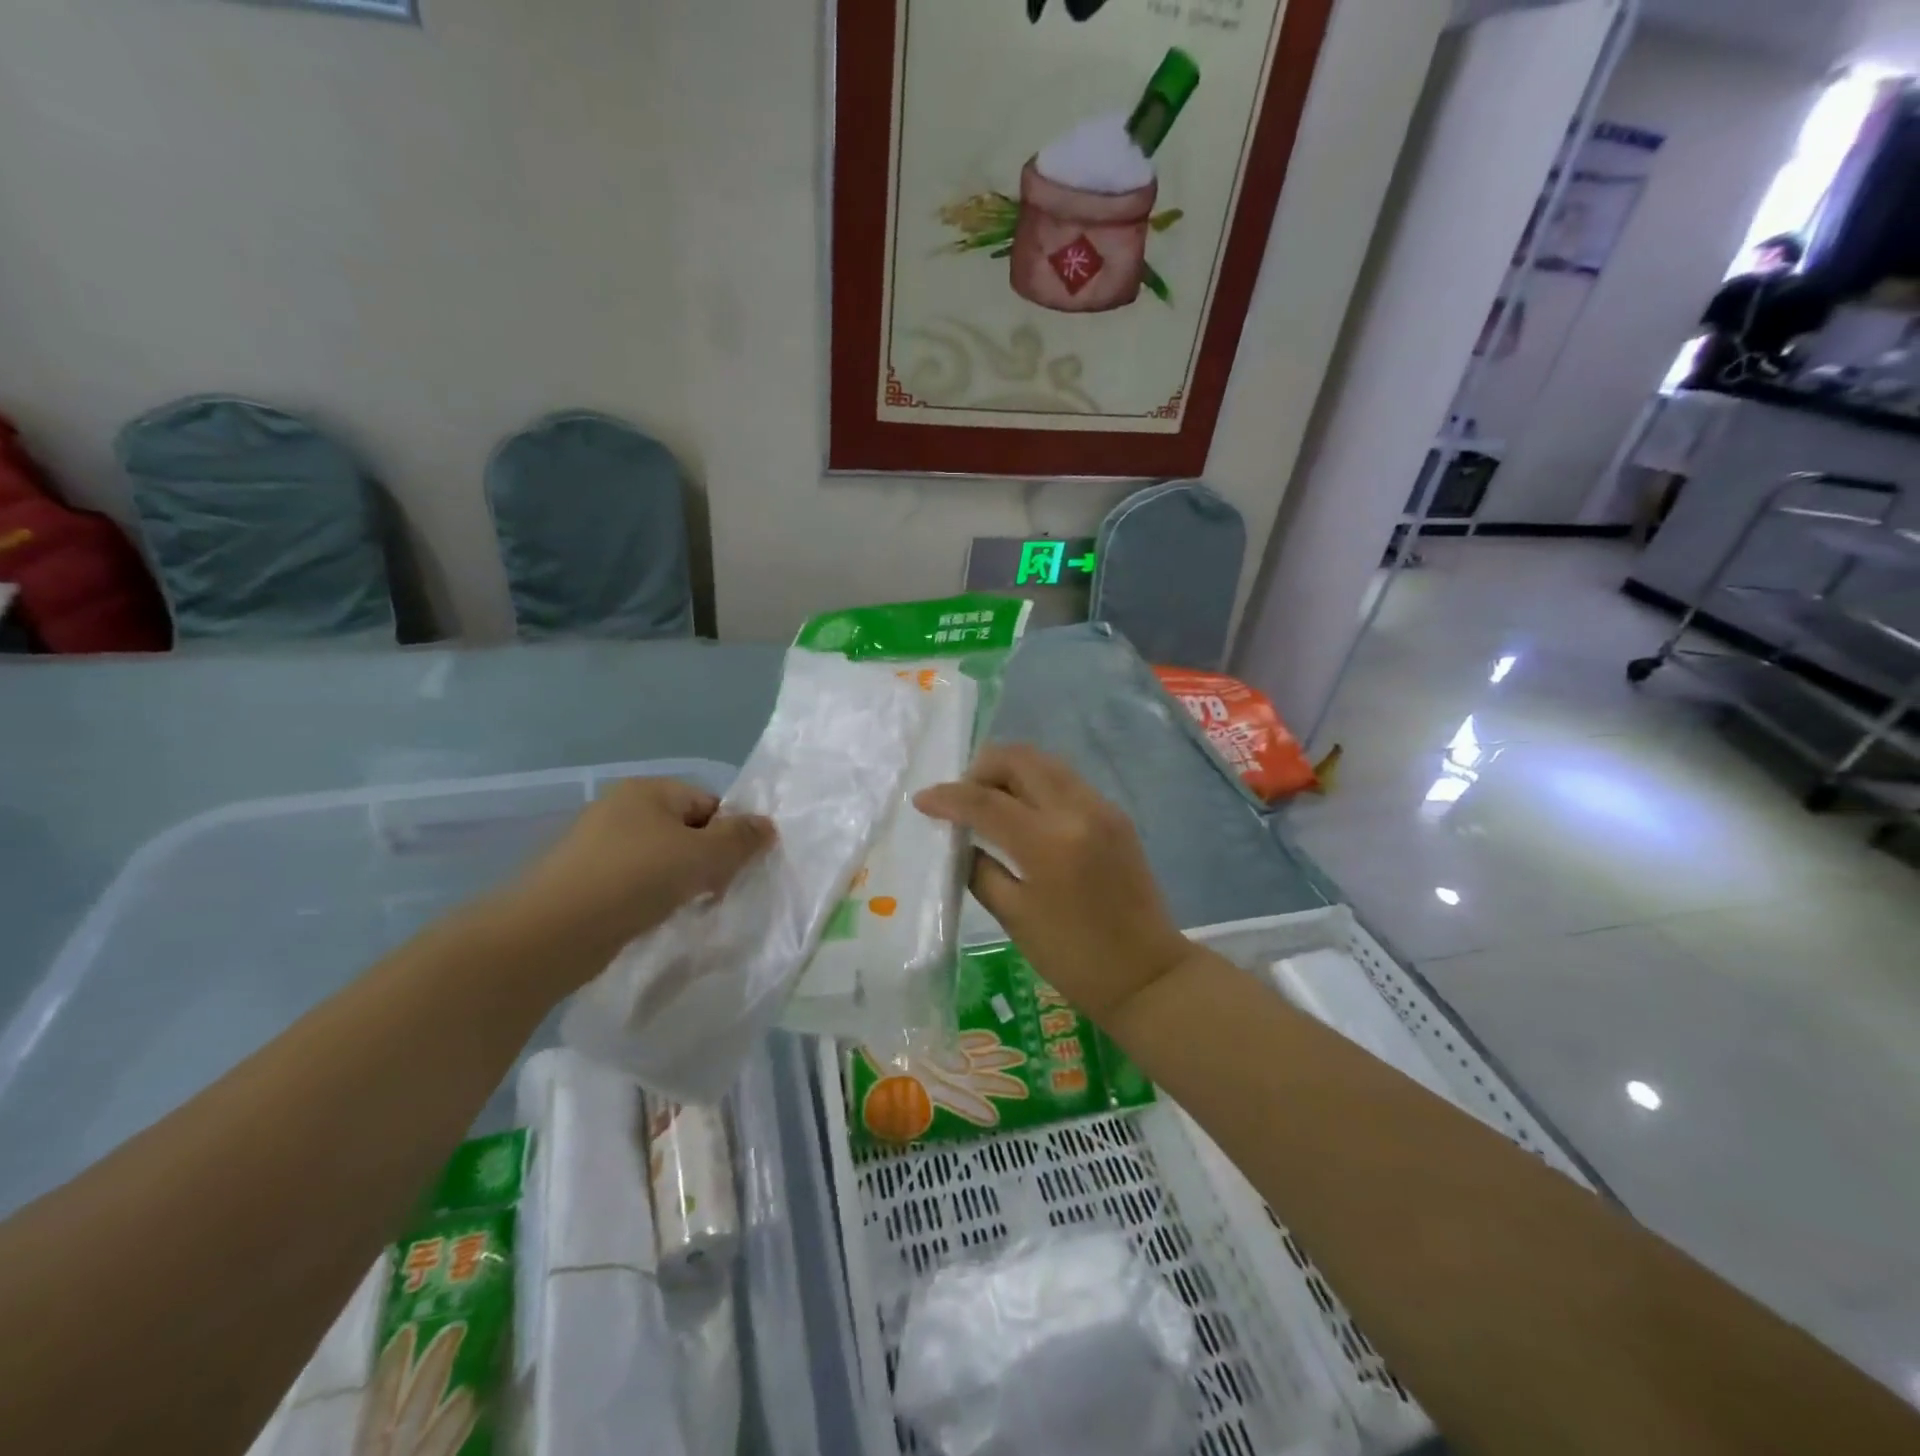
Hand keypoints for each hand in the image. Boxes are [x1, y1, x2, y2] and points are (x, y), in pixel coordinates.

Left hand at [493, 778, 774, 983]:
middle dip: (706, 860)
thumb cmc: (634, 879)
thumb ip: (740, 839)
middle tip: (713, 892)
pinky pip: (635, 881)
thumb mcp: (701, 855)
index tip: (734, 869)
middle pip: (686, 830)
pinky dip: (651, 897)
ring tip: (685, 908)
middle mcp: (621, 809)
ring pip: (661, 858)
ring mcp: (598, 845)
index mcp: (648, 790)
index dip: (729, 834)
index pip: (708, 803)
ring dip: (680, 882)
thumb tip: (767, 825)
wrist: (551, 933)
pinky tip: (654, 918)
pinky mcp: (585, 879)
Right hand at [914, 744, 1194, 1023]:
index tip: (922, 801)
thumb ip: (979, 869)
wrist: (1147, 974)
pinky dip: (1036, 784)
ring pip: (1045, 762)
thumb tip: (959, 840)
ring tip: (988, 801)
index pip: (986, 801)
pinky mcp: (1115, 814)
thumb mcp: (1014, 916)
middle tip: (961, 798)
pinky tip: (1022, 812)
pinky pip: (1066, 780)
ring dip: (1010, 771)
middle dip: (981, 769)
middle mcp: (1077, 811)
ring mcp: (1101, 807)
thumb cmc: (1073, 958)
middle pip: (1019, 759)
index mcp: (1048, 843)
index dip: (948, 797)